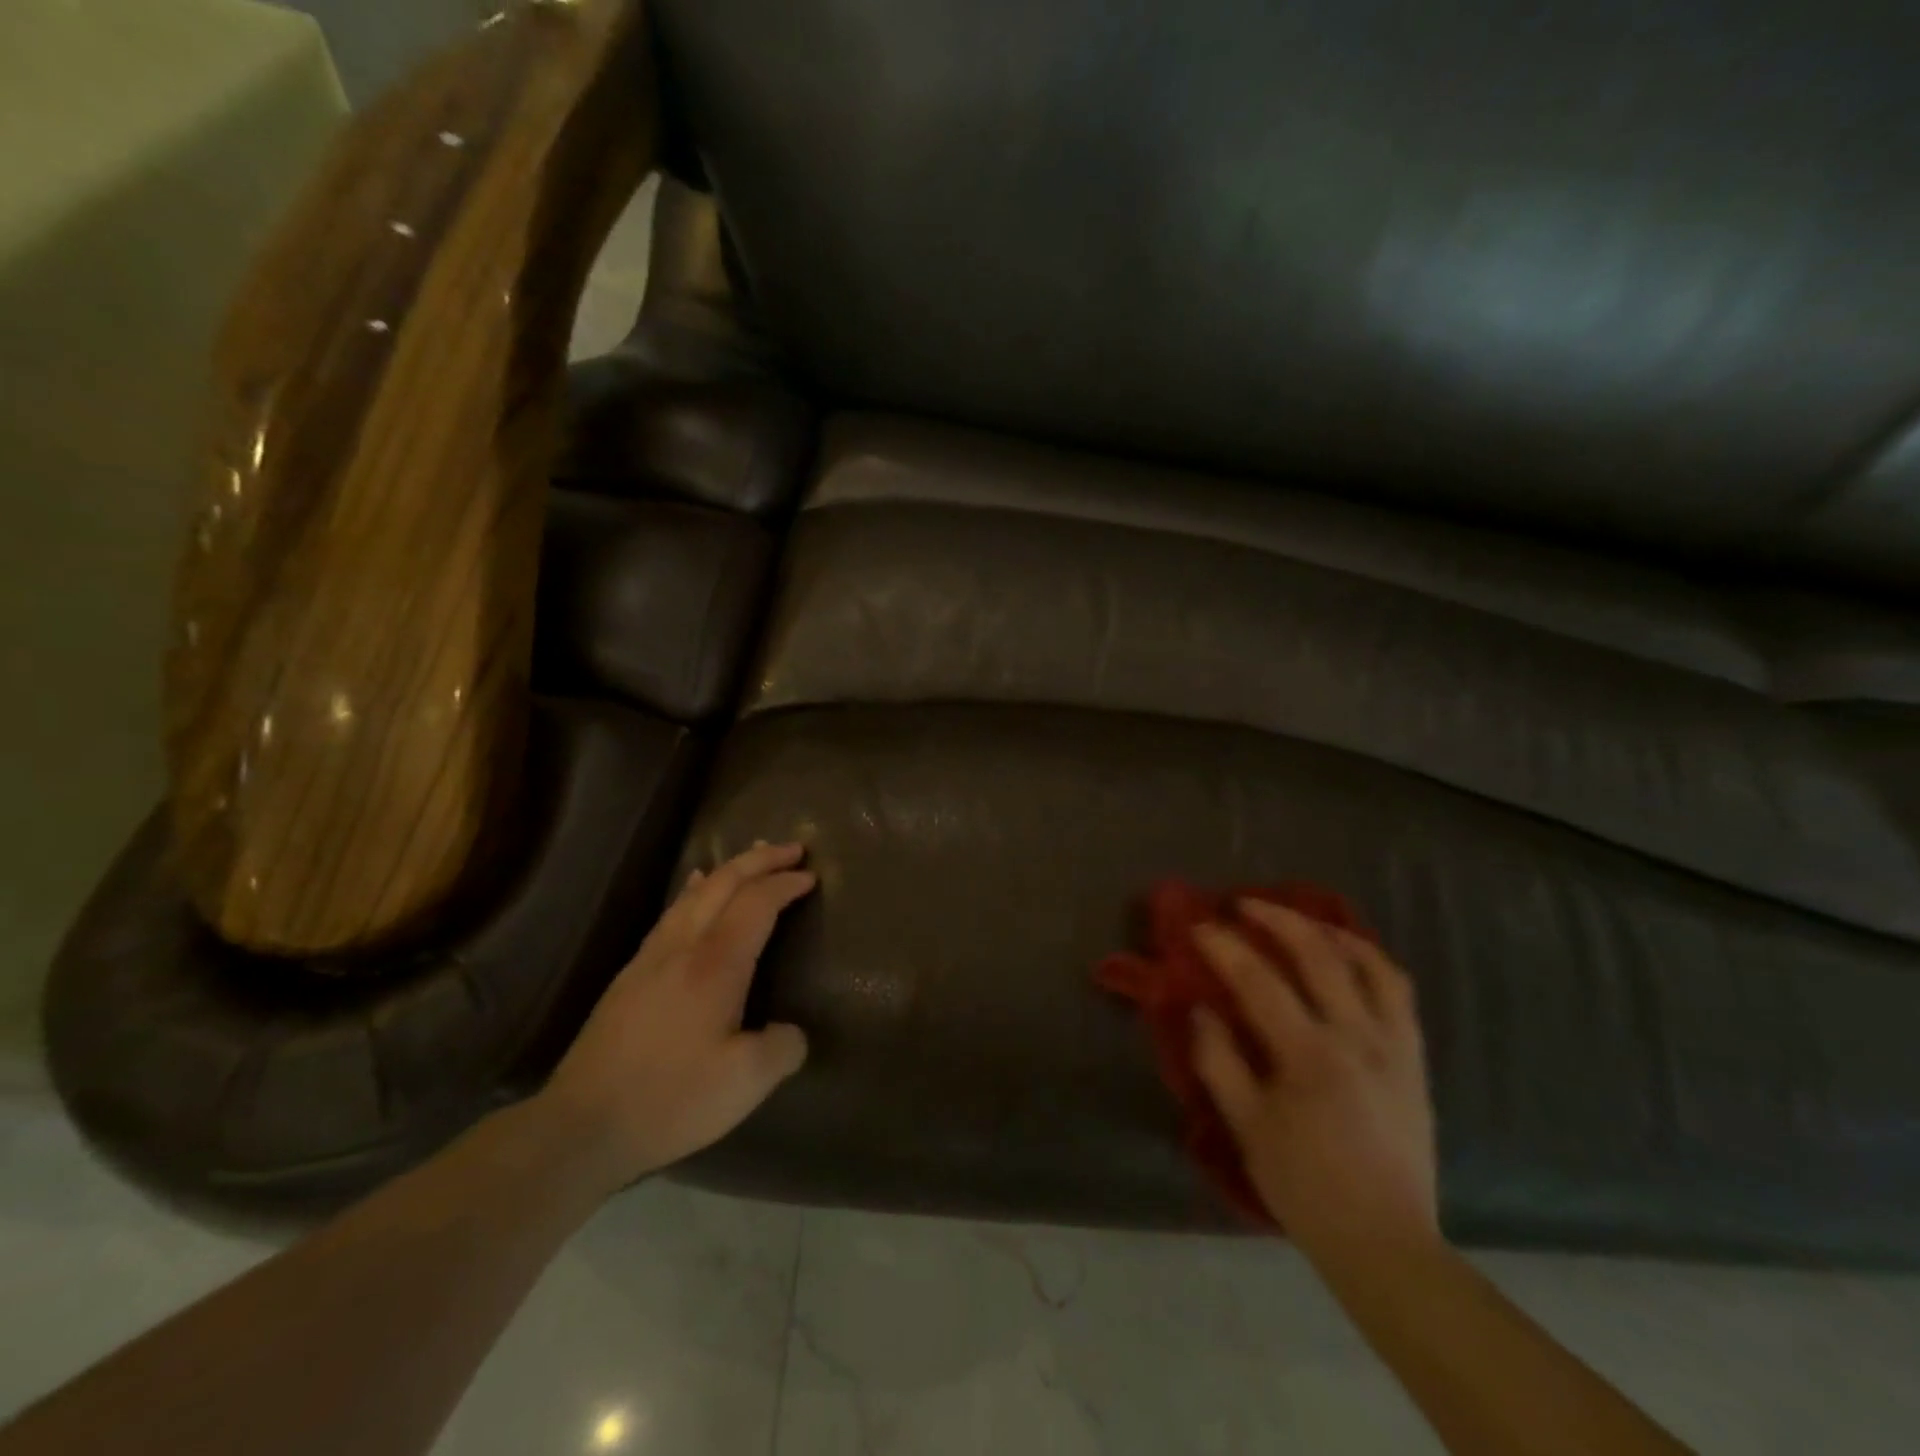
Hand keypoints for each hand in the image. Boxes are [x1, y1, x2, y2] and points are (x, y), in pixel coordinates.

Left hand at [537, 842, 814, 1194]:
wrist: (580, 1126)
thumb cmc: (670, 1100)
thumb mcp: (745, 1083)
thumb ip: (782, 1048)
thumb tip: (791, 1031)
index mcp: (715, 965)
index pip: (757, 903)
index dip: (786, 884)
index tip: (813, 876)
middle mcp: (683, 946)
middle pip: (724, 882)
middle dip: (761, 859)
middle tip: (793, 849)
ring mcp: (651, 957)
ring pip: (695, 892)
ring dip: (730, 868)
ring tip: (753, 855)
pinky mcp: (631, 974)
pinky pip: (673, 911)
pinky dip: (695, 888)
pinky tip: (694, 888)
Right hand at [1192, 904, 1438, 1272]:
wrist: (1385, 1242)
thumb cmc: (1305, 1186)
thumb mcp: (1247, 1128)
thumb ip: (1219, 1061)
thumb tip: (1201, 1009)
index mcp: (1311, 1056)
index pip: (1259, 980)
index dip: (1225, 947)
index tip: (1198, 926)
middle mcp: (1358, 1036)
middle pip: (1319, 954)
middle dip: (1277, 918)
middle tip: (1244, 904)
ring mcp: (1394, 1044)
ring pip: (1369, 963)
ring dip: (1330, 931)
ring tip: (1301, 920)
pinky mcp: (1414, 1057)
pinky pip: (1398, 990)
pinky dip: (1370, 960)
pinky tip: (1348, 957)